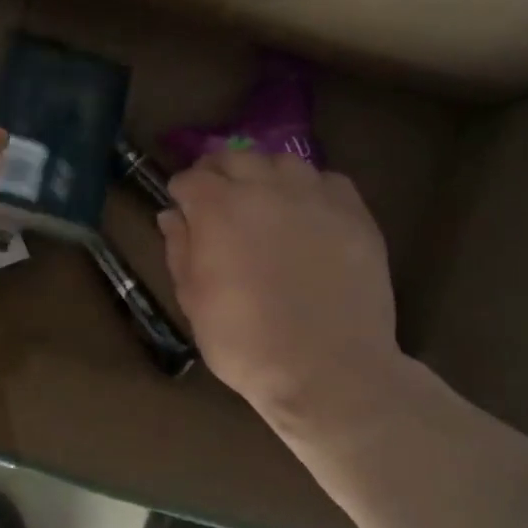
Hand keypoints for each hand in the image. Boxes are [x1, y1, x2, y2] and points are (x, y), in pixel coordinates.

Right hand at [161, 150, 400, 426]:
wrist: (327, 370)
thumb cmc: (245, 343)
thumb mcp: (193, 301)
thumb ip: (180, 249)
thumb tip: (173, 216)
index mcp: (218, 209)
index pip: (190, 178)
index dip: (181, 193)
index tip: (182, 210)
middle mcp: (265, 188)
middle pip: (234, 158)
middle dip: (218, 174)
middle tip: (218, 202)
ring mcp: (314, 197)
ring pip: (282, 161)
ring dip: (264, 175)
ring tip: (264, 202)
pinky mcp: (354, 213)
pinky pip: (327, 181)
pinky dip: (309, 189)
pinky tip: (307, 215)